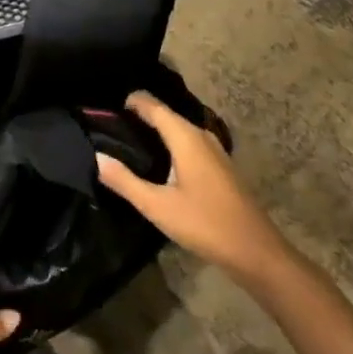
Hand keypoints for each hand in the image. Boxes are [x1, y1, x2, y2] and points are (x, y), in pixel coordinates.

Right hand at [96, 91, 295, 288]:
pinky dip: (169, 144)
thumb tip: (96, 157)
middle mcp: (200, 135)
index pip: (152, 105)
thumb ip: (125, 181)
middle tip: (110, 125)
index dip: (130, 101)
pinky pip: (188, 142)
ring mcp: (214, 150)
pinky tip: (158, 162)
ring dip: (155, 131)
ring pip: (178, 130)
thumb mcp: (158, 206)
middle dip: (139, 116)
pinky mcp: (219, 166)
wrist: (256, 252)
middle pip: (165, 115)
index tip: (105, 107)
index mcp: (185, 137)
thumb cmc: (205, 224)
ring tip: (128, 141)